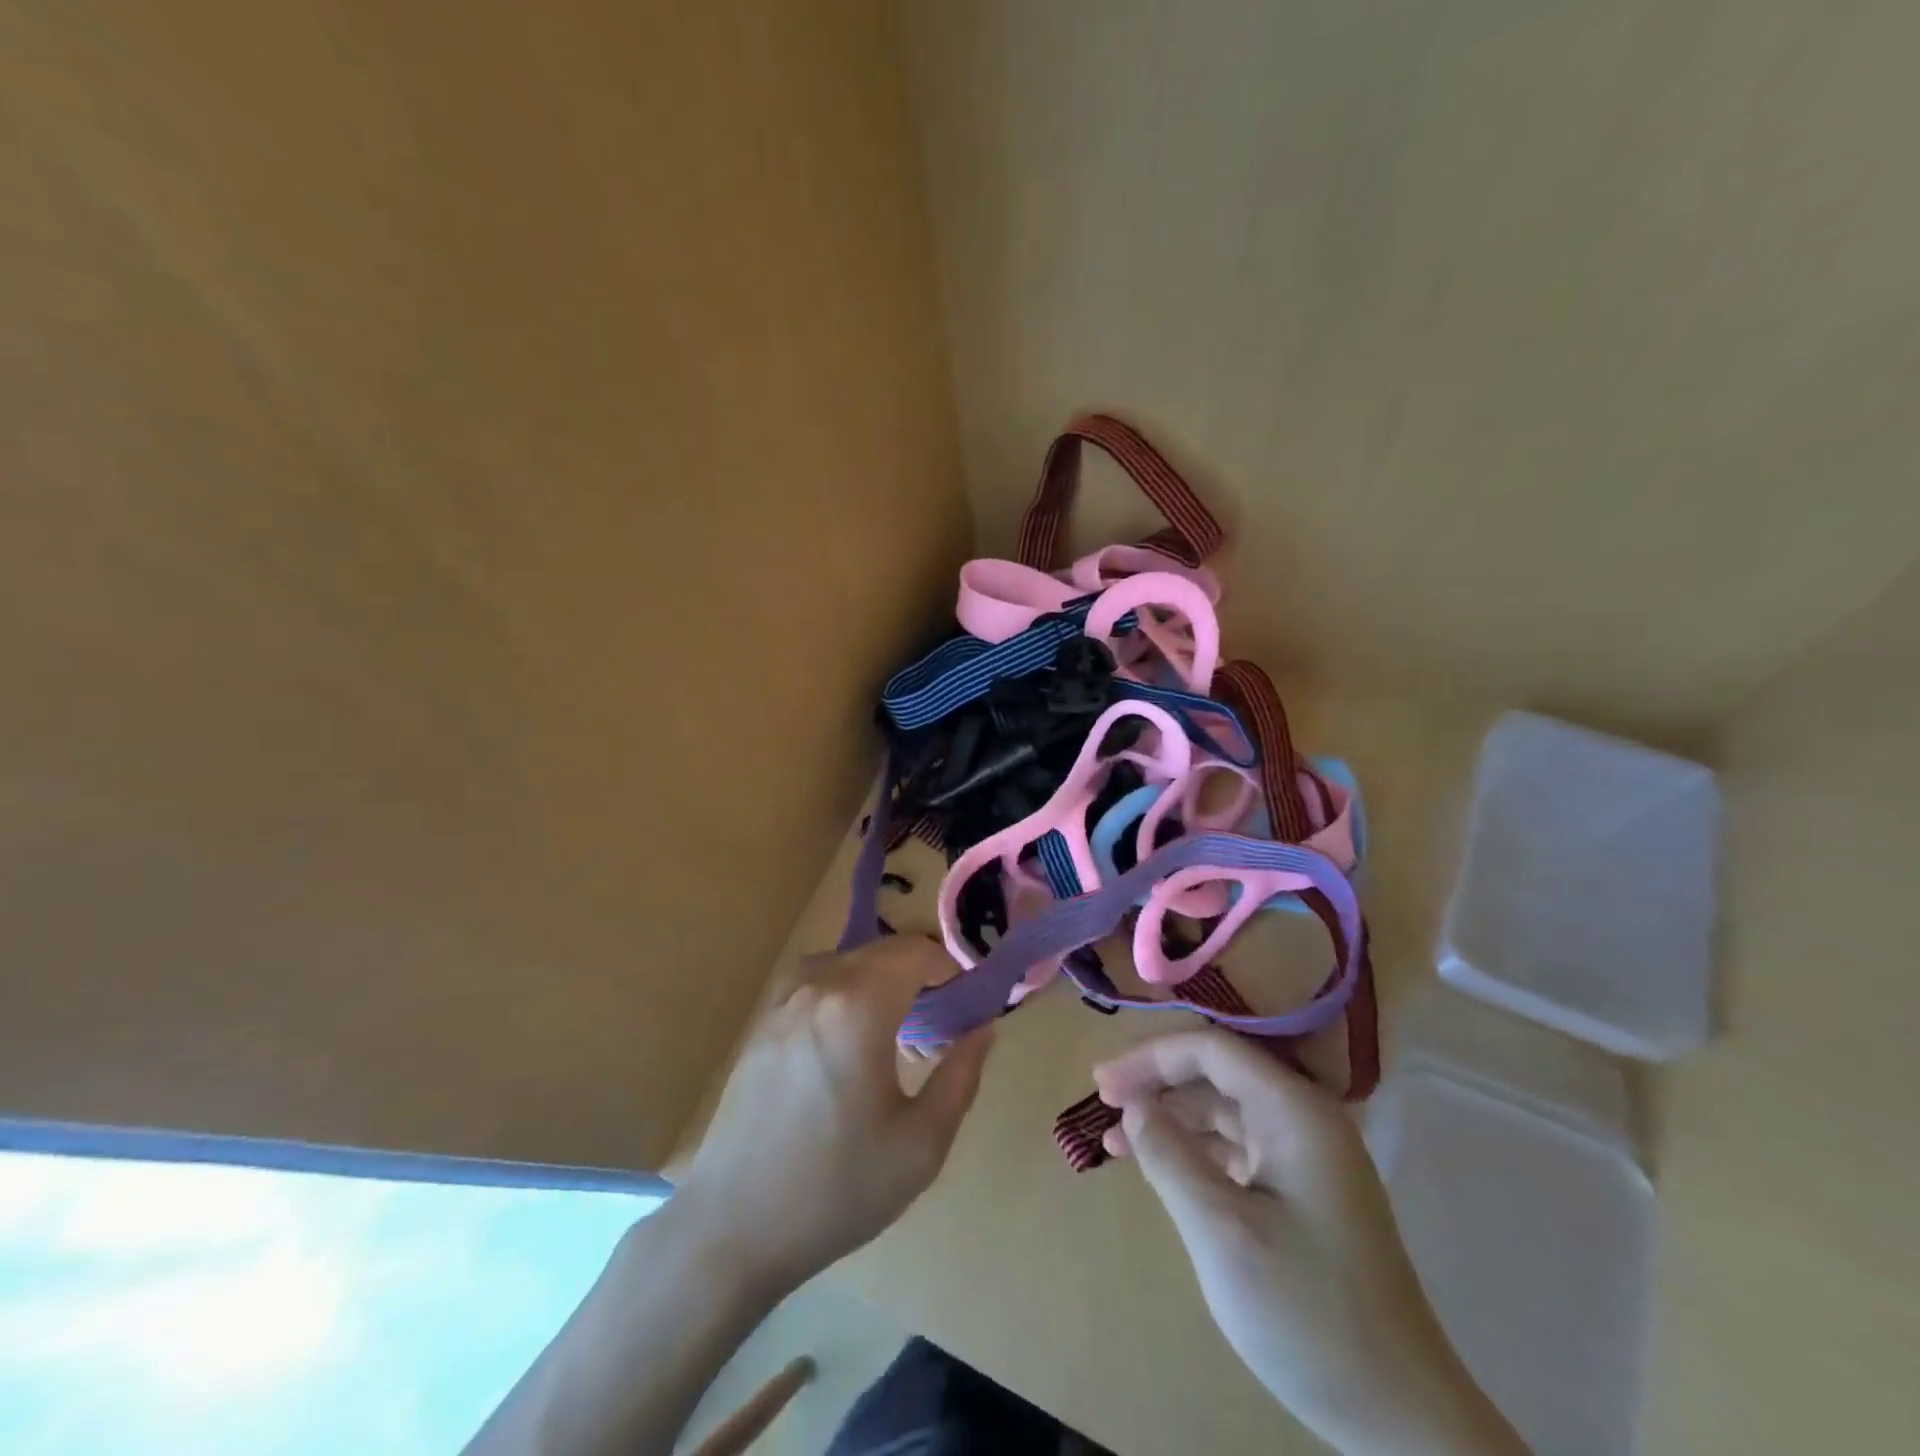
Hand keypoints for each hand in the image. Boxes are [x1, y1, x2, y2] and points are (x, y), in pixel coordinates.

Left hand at [674, 937, 993, 1296]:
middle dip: (920, 970)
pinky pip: (815, 981)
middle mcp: (817, 987)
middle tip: (942, 1017)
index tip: (969, 998)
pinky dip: (845, 988)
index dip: (950, 966)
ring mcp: (782, 1002)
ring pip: (847, 961)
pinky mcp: (762, 1023)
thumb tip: (984, 1028)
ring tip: (899, 1024)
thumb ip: (961, 1077)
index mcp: (858, 1007)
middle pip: (882, 951)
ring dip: (881, 977)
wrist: (731, 1228)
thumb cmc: (836, 1189)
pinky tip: (850, 1036)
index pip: (916, 952)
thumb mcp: (921, 1146)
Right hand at [1094, 1031, 1527, 1455]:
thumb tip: (1134, 1105)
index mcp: (1294, 1111)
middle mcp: (1304, 1119)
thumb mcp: (1221, 1232)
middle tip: (1103, 1108)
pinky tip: (1163, 1170)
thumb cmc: (1308, 1314)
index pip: (1210, 1050)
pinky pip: (1239, 1149)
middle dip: (1157, 1085)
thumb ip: (1169, 1156)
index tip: (1101, 1086)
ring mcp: (1308, 1157)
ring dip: (1172, 1119)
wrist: (1403, 1419)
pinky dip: (1196, 1152)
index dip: (1150, 1058)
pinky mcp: (1306, 1192)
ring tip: (1118, 1142)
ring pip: (1225, 1112)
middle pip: (1217, 1075)